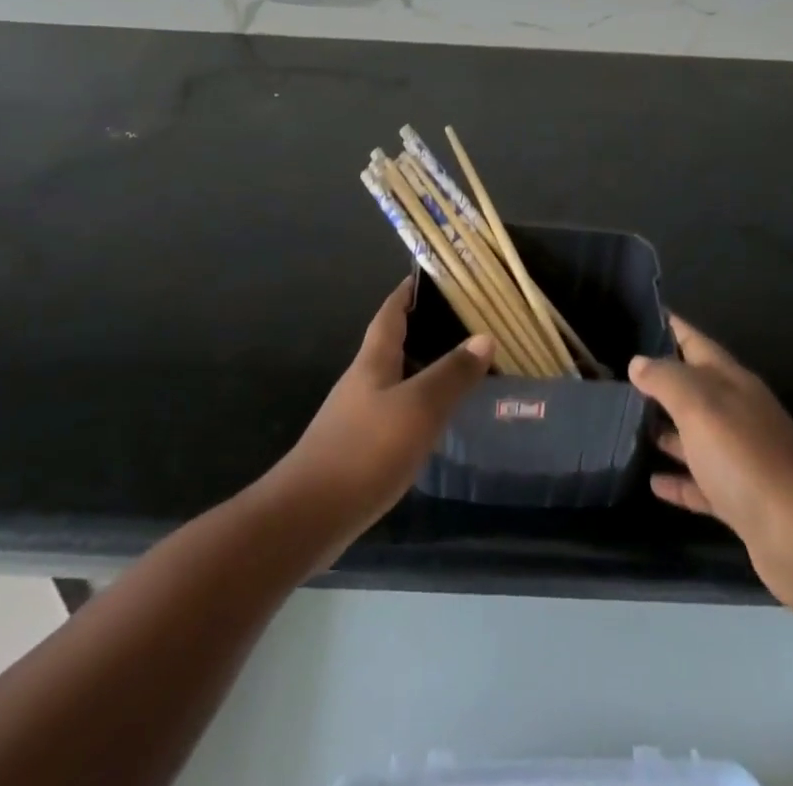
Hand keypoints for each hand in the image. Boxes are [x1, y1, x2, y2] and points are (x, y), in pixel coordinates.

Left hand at [268, 277, 492, 556]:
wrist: (308, 516)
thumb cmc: (365, 450)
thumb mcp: (418, 407)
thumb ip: (451, 374)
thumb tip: (484, 336)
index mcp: (374, 360)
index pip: (391, 311)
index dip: (409, 290)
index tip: (433, 275)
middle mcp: (363, 380)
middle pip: (393, 342)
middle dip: (424, 328)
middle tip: (464, 322)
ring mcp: (357, 414)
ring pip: (396, 378)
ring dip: (424, 368)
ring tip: (461, 368)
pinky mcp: (358, 447)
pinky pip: (395, 410)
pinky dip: (418, 404)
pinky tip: (436, 419)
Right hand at [630, 315, 792, 615]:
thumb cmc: (744, 458)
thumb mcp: (698, 405)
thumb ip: (665, 379)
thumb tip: (639, 362)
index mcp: (732, 382)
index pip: (695, 341)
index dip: (669, 326)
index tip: (637, 315)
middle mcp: (739, 413)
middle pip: (694, 388)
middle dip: (659, 380)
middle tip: (616, 375)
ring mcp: (742, 458)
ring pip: (696, 435)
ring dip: (666, 430)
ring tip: (626, 425)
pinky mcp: (741, 499)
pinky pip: (702, 482)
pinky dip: (678, 480)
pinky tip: (652, 481)